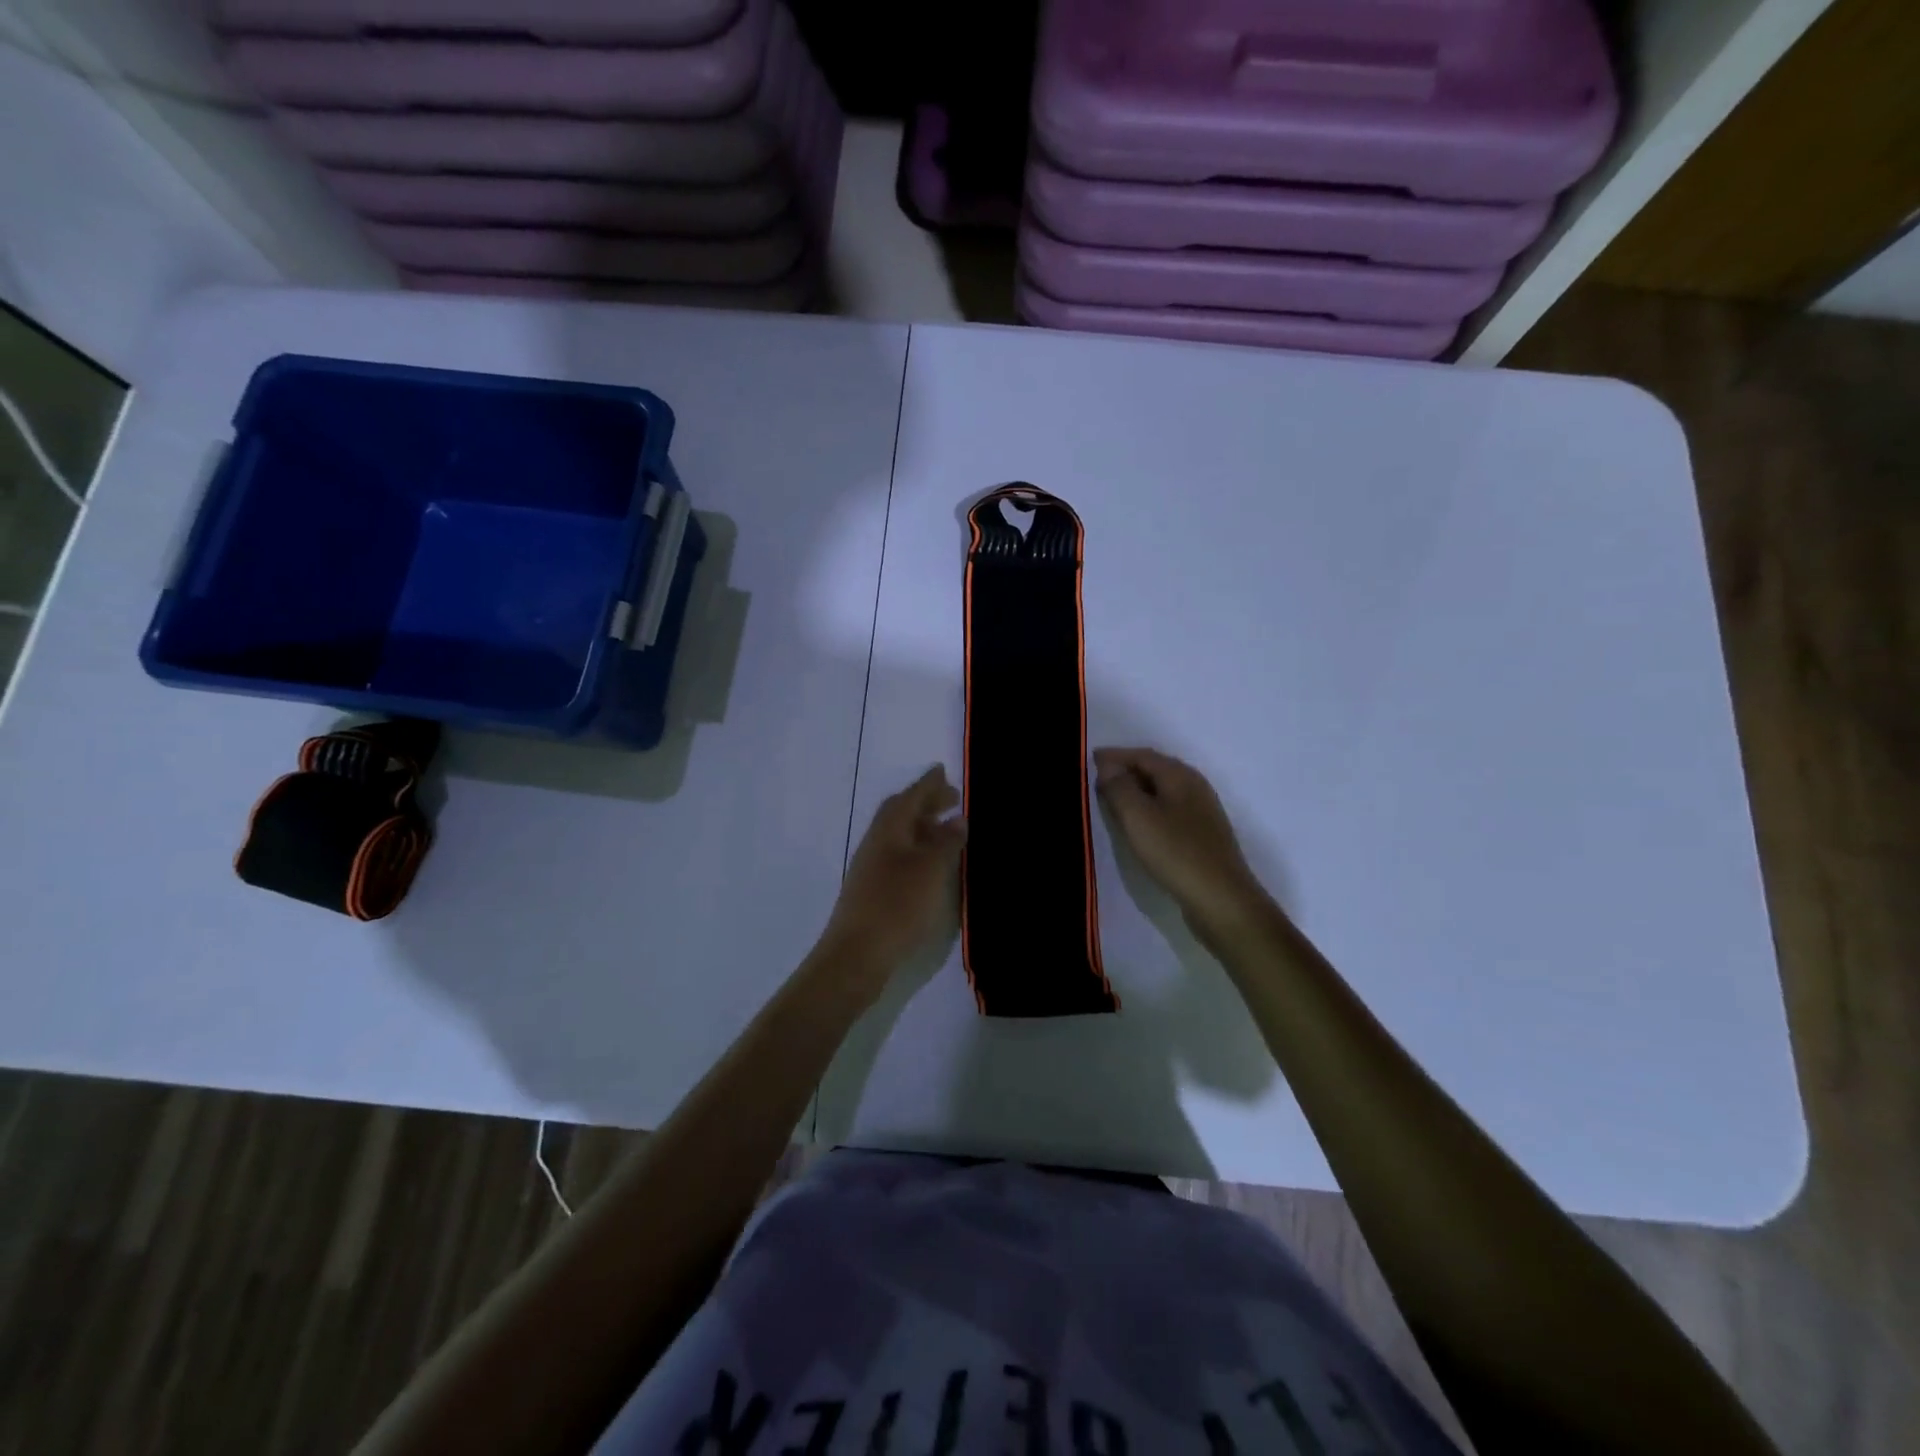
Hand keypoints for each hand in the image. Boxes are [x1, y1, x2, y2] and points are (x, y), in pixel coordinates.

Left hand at [817, 766, 966, 1000]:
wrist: (856, 955)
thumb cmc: (897, 905)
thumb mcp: (931, 870)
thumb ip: (946, 842)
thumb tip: (957, 819)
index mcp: (888, 830)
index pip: (910, 797)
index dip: (928, 784)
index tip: (943, 770)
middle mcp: (876, 843)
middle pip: (901, 814)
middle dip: (926, 802)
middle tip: (952, 799)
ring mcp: (871, 868)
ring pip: (900, 836)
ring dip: (923, 827)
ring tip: (948, 830)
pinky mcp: (873, 890)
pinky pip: (899, 856)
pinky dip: (918, 850)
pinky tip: (932, 865)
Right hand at [1093, 747, 1266, 926]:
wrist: (1221, 900)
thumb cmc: (1176, 853)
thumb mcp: (1138, 817)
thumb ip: (1119, 787)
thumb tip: (1107, 765)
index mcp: (1180, 776)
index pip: (1142, 755)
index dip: (1114, 756)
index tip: (1088, 762)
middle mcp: (1194, 786)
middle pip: (1154, 769)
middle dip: (1124, 771)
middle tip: (1095, 781)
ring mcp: (1201, 812)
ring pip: (1161, 791)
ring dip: (1135, 792)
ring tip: (1110, 802)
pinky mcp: (1201, 836)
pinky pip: (1168, 811)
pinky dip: (1147, 810)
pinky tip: (1137, 825)